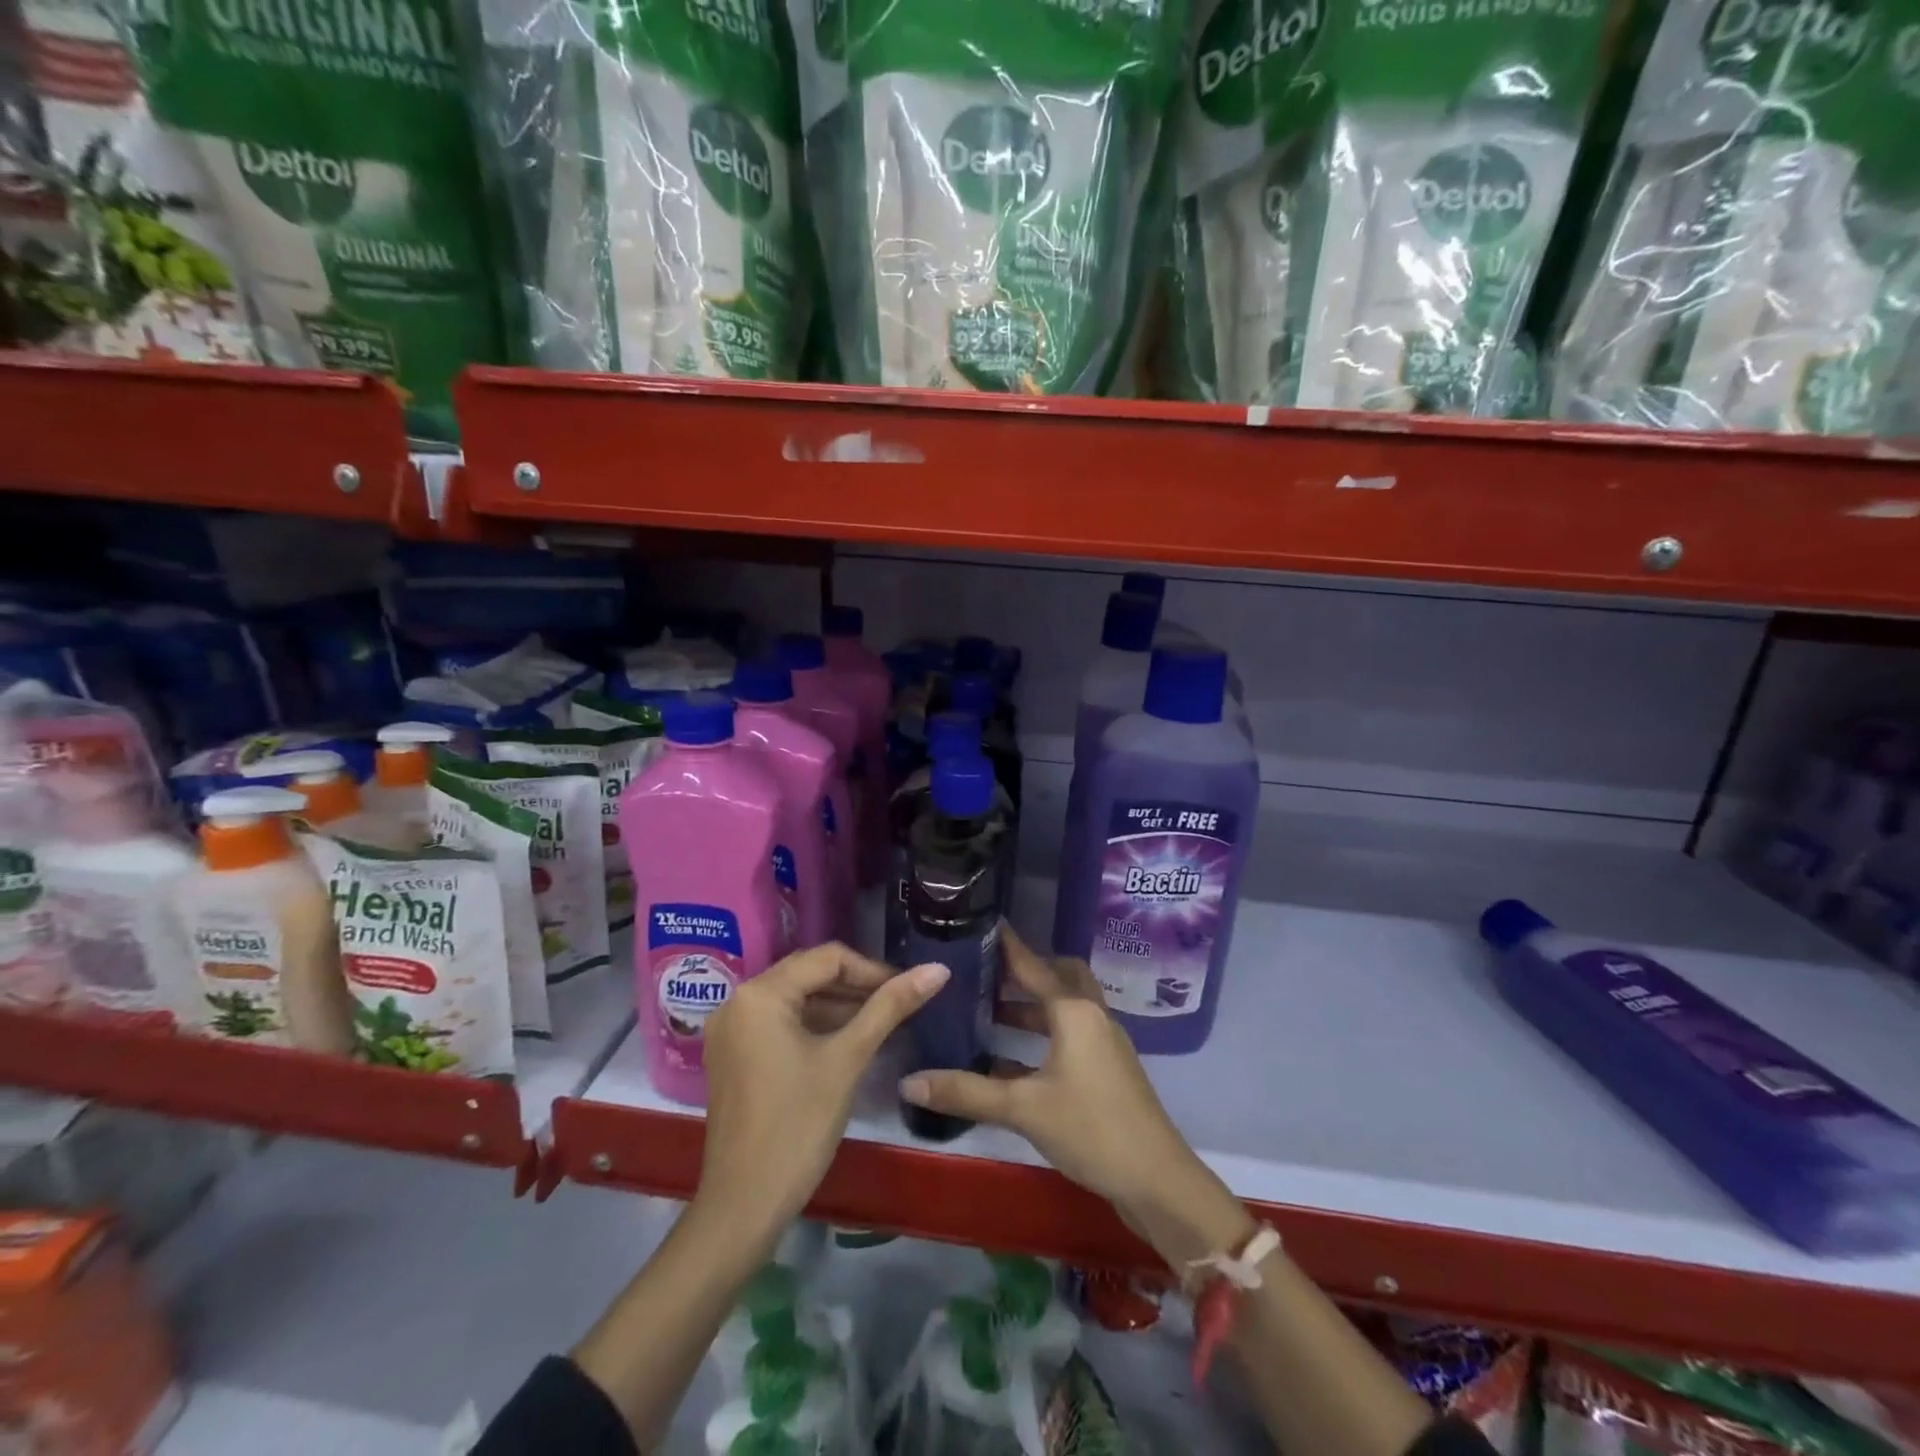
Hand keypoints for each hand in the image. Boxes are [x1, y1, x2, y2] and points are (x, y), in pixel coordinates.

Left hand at [699, 943, 947, 1239]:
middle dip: (856, 986)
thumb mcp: (848, 1059)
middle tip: (899, 1004)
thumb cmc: (798, 1126)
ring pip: (796, 999)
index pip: (828, 959)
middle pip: (809, 974)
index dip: (872, 970)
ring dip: (838, 1006)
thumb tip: (937, 969)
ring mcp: (731, 1030)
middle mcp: (738, 1001)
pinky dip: (814, 1026)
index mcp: (760, 994)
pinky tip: (848, 1041)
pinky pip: (780, 1023)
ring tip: (882, 1022)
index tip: (909, 990)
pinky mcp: (733, 1055)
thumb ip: (891, 1007)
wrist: (743, 1206)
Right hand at [897, 927, 1218, 1232]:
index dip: (1007, 945)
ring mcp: (1105, 1043)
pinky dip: (1043, 1036)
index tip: (981, 923)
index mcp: (1074, 1012)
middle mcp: (1092, 1016)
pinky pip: (1071, 1035)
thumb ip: (966, 1092)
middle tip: (987, 973)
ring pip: (1066, 1008)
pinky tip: (1011, 1061)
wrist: (1157, 1180)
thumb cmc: (1091, 1129)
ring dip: (1033, 1007)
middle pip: (1059, 977)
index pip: (1034, 965)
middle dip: (1026, 972)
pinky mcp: (1109, 1069)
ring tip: (990, 1013)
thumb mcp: (1023, 1109)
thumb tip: (909, 1083)